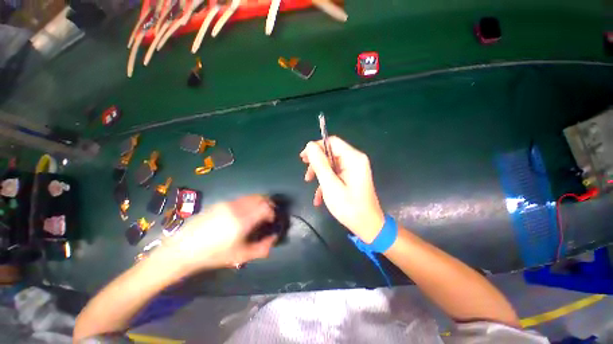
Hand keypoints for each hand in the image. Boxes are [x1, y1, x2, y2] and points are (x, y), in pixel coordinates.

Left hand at [156, 195, 277, 273]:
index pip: (265, 208)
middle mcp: (237, 208)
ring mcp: (228, 203)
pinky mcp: (221, 203)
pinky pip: (241, 198)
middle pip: (260, 198)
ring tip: (258, 211)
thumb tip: (274, 238)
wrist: (184, 248)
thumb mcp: (240, 256)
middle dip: (268, 204)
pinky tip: (245, 212)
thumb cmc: (214, 255)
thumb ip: (261, 249)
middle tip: (268, 214)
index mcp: (242, 220)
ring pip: (251, 196)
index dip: (272, 212)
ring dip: (259, 201)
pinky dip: (249, 202)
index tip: (272, 220)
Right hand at [300, 136, 384, 242]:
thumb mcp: (330, 185)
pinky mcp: (351, 178)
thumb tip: (310, 145)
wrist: (368, 227)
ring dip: (319, 174)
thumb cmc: (349, 207)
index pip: (332, 142)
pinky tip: (318, 197)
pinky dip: (326, 182)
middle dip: (316, 163)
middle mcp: (355, 160)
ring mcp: (353, 170)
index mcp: (353, 158)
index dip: (316, 147)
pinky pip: (335, 174)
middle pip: (331, 153)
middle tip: (306, 173)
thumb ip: (320, 164)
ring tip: (309, 185)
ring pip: (331, 164)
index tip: (303, 158)